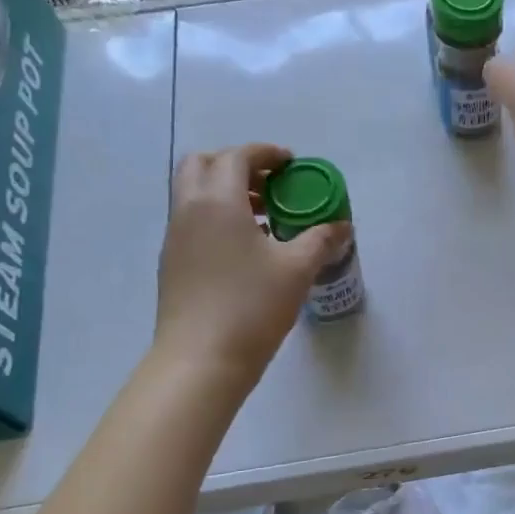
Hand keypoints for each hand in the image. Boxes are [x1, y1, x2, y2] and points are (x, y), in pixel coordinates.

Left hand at [153, 143, 349, 383]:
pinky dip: (217, 217)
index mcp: (217, 201)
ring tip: (264, 217)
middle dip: (237, 165)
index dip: (265, 153)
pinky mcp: (172, 264)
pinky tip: (247, 249)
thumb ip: (321, 240)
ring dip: (226, 192)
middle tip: (270, 184)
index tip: (291, 164)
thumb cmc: (251, 306)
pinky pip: (193, 221)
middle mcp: (188, 210)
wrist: (200, 360)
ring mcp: (175, 238)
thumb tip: (342, 226)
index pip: (236, 156)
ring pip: (194, 194)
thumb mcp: (297, 269)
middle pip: (202, 165)